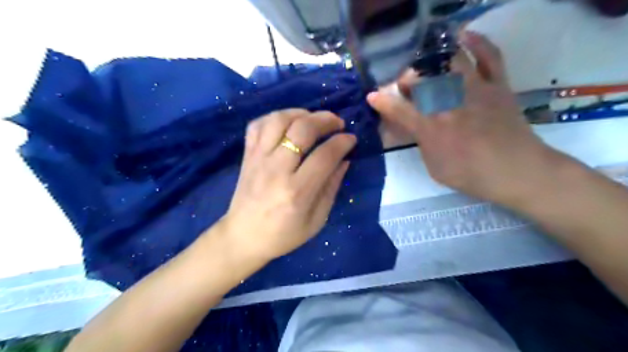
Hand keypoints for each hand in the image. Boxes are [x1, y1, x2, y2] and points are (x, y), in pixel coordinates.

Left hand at [221, 108, 358, 259]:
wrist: (243, 237)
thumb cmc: (283, 235)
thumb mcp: (317, 220)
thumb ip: (331, 187)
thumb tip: (344, 160)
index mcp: (297, 192)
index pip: (325, 155)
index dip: (342, 142)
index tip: (351, 139)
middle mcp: (276, 170)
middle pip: (302, 129)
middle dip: (325, 119)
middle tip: (337, 123)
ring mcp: (258, 160)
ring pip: (278, 120)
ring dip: (300, 113)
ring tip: (313, 119)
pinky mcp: (247, 156)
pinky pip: (257, 125)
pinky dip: (274, 117)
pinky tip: (287, 124)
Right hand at [370, 32, 552, 204]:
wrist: (517, 171)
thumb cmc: (470, 175)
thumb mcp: (434, 166)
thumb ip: (420, 142)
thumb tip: (411, 126)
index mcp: (431, 127)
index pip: (398, 109)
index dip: (381, 101)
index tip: (372, 96)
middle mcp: (449, 103)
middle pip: (420, 79)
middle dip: (405, 80)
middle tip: (405, 88)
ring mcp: (475, 90)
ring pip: (449, 61)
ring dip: (432, 61)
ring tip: (427, 66)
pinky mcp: (497, 84)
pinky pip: (489, 55)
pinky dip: (477, 41)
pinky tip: (464, 36)